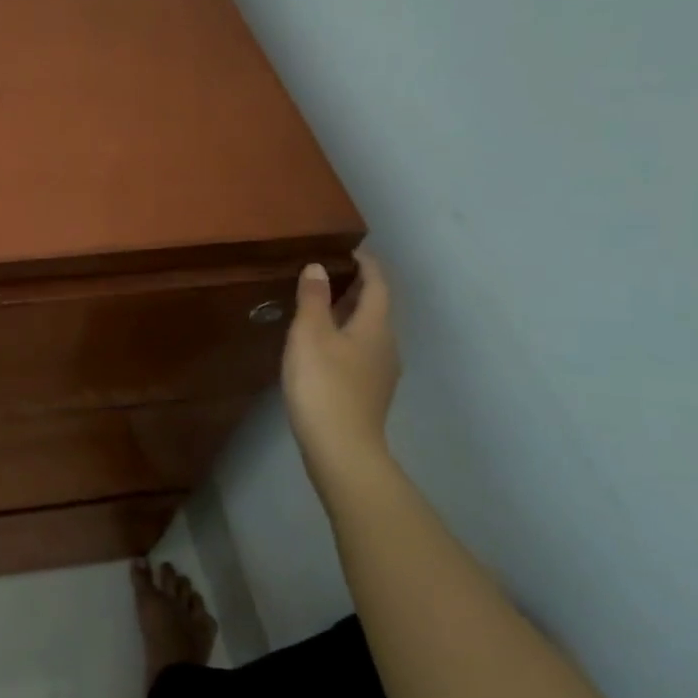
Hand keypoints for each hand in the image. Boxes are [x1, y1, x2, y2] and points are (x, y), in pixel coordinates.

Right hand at [281, 252, 400, 474]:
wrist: (341, 449)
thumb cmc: (324, 384)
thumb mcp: (310, 335)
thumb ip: (313, 298)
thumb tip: (319, 267)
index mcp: (376, 326)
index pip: (378, 284)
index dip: (366, 264)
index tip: (349, 249)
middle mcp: (386, 345)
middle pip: (376, 307)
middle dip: (355, 287)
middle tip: (326, 273)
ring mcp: (380, 372)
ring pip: (368, 330)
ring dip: (349, 313)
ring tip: (319, 306)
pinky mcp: (368, 392)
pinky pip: (360, 351)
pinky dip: (344, 336)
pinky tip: (321, 345)